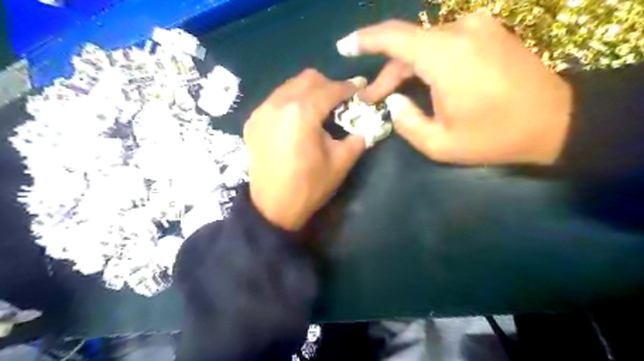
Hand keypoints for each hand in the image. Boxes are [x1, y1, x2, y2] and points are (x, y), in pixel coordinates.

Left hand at [245, 69, 367, 230]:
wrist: (272, 208)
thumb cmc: (309, 187)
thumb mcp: (341, 163)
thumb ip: (357, 138)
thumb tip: (364, 125)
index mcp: (302, 112)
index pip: (330, 89)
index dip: (348, 87)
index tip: (360, 87)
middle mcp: (278, 103)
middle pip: (308, 79)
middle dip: (328, 85)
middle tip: (339, 101)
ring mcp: (262, 111)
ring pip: (289, 86)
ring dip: (308, 93)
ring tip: (318, 111)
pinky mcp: (253, 122)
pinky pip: (276, 100)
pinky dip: (290, 103)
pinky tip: (297, 121)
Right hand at [338, 11, 573, 164]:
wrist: (555, 121)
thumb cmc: (495, 136)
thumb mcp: (440, 143)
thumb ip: (406, 122)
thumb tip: (394, 101)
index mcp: (445, 56)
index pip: (393, 36)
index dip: (364, 39)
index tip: (343, 47)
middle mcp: (460, 31)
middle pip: (407, 47)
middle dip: (386, 74)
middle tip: (370, 99)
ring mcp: (477, 28)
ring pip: (425, 46)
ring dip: (406, 70)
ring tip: (393, 96)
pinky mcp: (487, 32)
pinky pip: (445, 44)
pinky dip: (427, 63)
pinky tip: (422, 83)